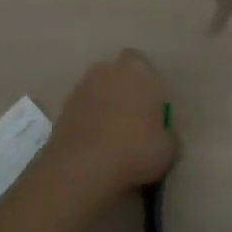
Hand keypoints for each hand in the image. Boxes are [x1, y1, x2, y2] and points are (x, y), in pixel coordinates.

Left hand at [42, 49, 177, 199]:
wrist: (83, 166)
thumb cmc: (135, 149)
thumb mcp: (168, 149)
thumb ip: (167, 135)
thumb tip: (164, 137)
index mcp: (139, 70)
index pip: (145, 66)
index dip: (148, 86)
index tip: (152, 109)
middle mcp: (109, 69)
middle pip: (119, 74)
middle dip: (125, 90)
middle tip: (133, 120)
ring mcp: (83, 86)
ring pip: (99, 90)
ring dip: (105, 104)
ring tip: (112, 135)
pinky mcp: (64, 106)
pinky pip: (84, 108)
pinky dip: (88, 119)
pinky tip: (94, 143)